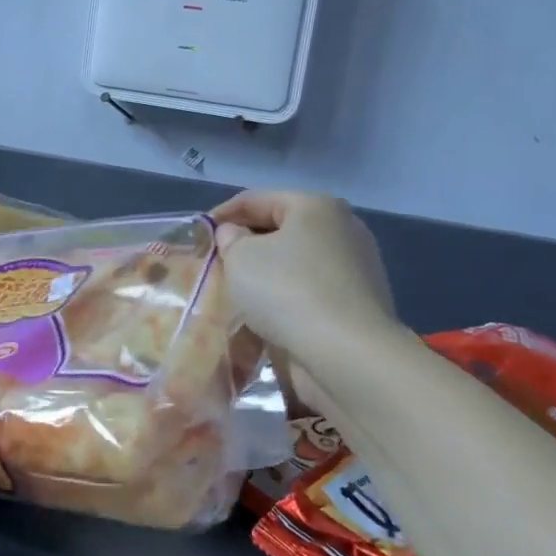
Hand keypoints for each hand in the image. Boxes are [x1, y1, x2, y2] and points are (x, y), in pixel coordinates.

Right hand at [211, 191, 398, 353]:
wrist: (347, 355)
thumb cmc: (287, 291)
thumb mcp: (241, 258)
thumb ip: (230, 239)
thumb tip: (235, 236)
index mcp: (316, 206)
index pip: (256, 200)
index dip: (222, 214)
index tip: (197, 236)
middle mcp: (342, 228)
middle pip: (280, 230)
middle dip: (246, 245)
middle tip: (216, 264)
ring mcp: (355, 267)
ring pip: (295, 263)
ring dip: (266, 274)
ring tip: (236, 293)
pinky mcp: (357, 303)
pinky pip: (310, 291)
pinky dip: (286, 298)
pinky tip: (265, 315)